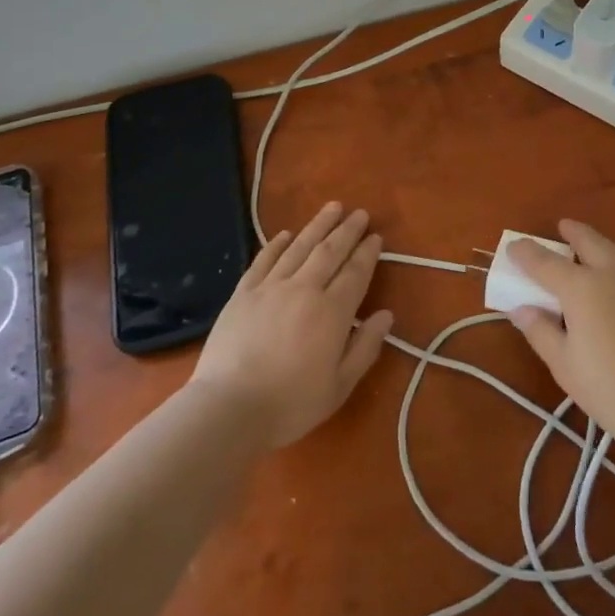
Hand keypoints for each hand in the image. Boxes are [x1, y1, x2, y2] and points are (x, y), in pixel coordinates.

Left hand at [190, 202, 394, 449]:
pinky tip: (284, 234)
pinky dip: (276, 244)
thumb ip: (365, 347)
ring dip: (318, 225)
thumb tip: (386, 315)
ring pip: (299, 247)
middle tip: (360, 213)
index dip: (367, 253)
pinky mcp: (243, 293)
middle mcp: (304, 289)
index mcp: (332, 312)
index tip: (376, 237)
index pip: (355, 272)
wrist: (228, 408)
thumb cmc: (290, 404)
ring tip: (332, 207)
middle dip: (347, 230)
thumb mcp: (339, 386)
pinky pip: (263, 260)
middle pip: (330, 251)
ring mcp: (270, 287)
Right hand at [508, 221, 614, 448]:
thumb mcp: (563, 364)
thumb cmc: (609, 389)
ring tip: (595, 255)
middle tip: (561, 229)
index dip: (525, 253)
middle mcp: (612, 270)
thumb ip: (539, 330)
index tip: (513, 248)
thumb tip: (520, 308)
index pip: (544, 261)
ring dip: (602, 245)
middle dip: (571, 231)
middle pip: (587, 239)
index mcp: (581, 287)